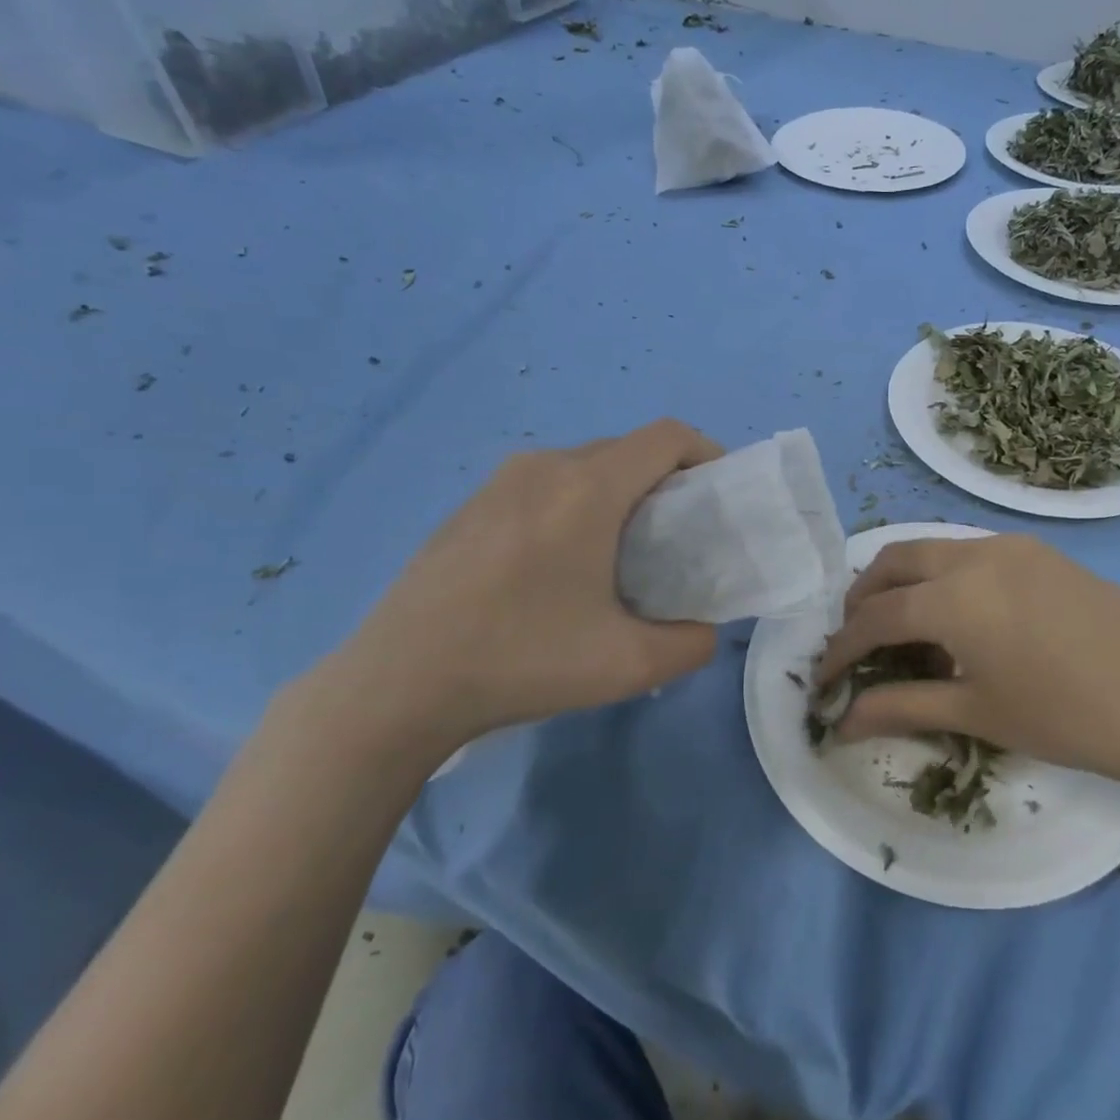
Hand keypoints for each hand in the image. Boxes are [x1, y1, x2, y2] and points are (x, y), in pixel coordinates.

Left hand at [301, 420, 723, 763]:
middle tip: (679, 537)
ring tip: (623, 553)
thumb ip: (691, 643)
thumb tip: (704, 630)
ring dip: (620, 493)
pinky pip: (545, 485)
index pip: (667, 436)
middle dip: (667, 480)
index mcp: (587, 488)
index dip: (707, 454)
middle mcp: (545, 466)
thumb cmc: (522, 661)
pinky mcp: (471, 505)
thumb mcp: (628, 666)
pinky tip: (561, 566)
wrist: (399, 683)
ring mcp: (500, 482)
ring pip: (584, 466)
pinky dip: (576, 504)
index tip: (720, 498)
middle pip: (628, 449)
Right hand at [815, 533, 1119, 792]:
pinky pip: (969, 552)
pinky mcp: (1039, 551)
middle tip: (856, 643)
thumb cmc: (1070, 717)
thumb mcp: (978, 713)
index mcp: (952, 597)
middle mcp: (973, 554)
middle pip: (893, 562)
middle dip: (862, 599)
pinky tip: (957, 618)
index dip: (842, 649)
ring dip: (902, 583)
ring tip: (901, 630)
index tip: (825, 679)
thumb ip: (902, 707)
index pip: (874, 617)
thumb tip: (841, 723)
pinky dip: (942, 577)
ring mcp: (1010, 545)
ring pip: (931, 550)